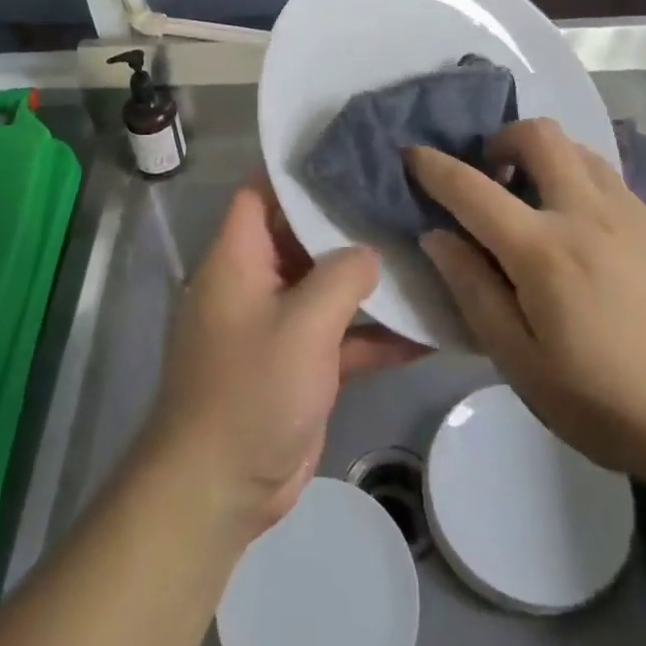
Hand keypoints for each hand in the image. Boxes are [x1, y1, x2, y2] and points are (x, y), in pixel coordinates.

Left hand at [141, 170, 423, 539]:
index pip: (259, 194)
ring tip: (424, 254)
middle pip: (301, 237)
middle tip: (400, 201)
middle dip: (346, 224)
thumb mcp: (303, 324)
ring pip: (326, 288)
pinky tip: (426, 329)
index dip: (294, 172)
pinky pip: (339, 337)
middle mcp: (255, 282)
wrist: (219, 489)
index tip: (345, 156)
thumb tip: (369, 252)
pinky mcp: (299, 365)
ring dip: (368, 282)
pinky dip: (374, 335)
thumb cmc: (251, 389)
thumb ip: (342, 277)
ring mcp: (278, 325)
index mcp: (238, 258)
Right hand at [407, 120, 645, 486]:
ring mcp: (631, 213)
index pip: (472, 189)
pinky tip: (585, 233)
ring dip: (544, 158)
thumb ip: (475, 294)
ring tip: (537, 201)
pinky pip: (608, 177)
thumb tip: (437, 236)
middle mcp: (585, 213)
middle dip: (502, 139)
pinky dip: (579, 181)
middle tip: (492, 177)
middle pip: (538, 134)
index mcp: (543, 251)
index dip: (433, 166)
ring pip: (577, 149)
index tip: (410, 153)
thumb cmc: (613, 404)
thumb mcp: (525, 366)